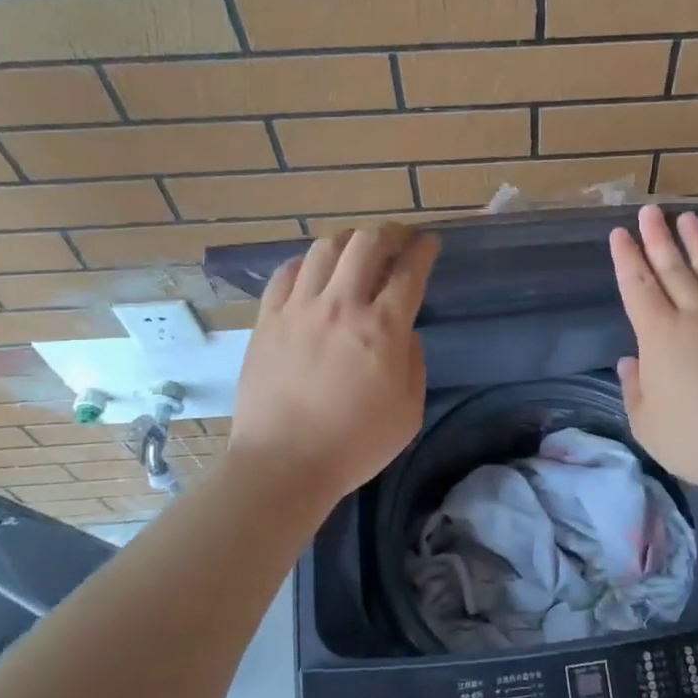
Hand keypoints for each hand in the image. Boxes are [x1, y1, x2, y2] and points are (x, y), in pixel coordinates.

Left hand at [229, 223, 438, 508]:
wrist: (283, 464)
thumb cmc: (355, 444)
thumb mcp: (408, 411)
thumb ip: (413, 363)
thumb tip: (403, 333)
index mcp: (382, 328)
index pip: (409, 271)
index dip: (423, 250)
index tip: (430, 242)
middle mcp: (342, 305)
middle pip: (367, 244)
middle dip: (389, 233)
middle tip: (398, 239)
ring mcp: (299, 309)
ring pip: (325, 249)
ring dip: (348, 242)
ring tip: (355, 251)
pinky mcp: (267, 320)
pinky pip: (286, 273)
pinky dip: (306, 264)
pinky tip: (313, 272)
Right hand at [610, 204, 697, 504]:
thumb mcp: (648, 425)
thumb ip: (635, 390)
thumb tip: (630, 362)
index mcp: (660, 337)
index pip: (637, 287)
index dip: (627, 259)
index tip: (620, 232)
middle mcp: (695, 317)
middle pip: (673, 270)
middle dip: (658, 238)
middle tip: (650, 210)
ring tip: (688, 218)